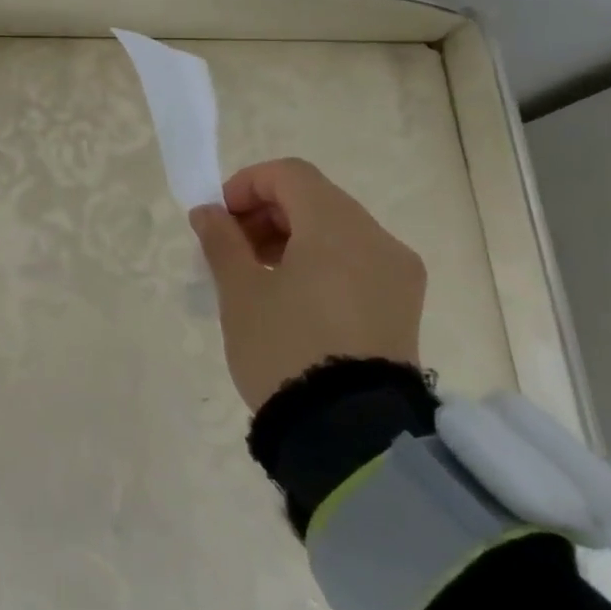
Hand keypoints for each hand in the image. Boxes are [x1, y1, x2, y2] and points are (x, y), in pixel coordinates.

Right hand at [189, 157, 424, 410]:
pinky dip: (319, 262)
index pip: (289, 174)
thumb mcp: (240, 291)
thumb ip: (221, 240)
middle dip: (266, 213)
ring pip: (335, 230)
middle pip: (314, 199)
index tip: (219, 219)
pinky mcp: (402, 305)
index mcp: (337, 227)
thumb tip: (208, 212)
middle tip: (231, 249)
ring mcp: (397, 274)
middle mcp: (377, 239)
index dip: (246, 185)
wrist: (351, 434)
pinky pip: (355, 261)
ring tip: (258, 277)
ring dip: (291, 238)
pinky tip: (292, 298)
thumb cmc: (285, 348)